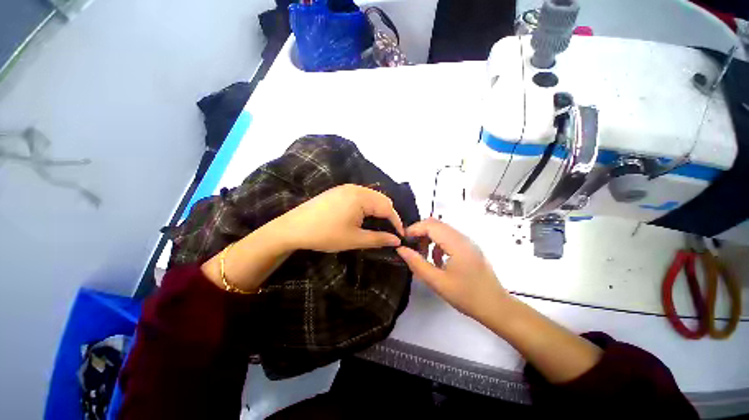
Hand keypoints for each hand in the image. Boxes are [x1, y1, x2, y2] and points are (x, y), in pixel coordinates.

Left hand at [277, 184, 404, 251]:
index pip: (388, 207)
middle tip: (388, 232)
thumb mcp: (355, 239)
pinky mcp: (338, 191)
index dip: (396, 222)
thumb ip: (379, 239)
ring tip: (377, 226)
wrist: (292, 228)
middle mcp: (356, 188)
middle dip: (388, 215)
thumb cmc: (326, 235)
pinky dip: (367, 206)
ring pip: (371, 197)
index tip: (400, 236)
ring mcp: (345, 188)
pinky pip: (360, 196)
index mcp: (362, 197)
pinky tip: (362, 217)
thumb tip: (397, 240)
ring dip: (377, 210)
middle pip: (381, 199)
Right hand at [396, 218, 509, 321]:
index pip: (430, 225)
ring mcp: (467, 242)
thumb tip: (401, 249)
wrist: (496, 307)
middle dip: (419, 232)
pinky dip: (437, 243)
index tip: (402, 240)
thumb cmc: (467, 296)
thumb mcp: (437, 282)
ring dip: (428, 238)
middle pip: (436, 224)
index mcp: (457, 243)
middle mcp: (463, 237)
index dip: (414, 229)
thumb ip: (417, 263)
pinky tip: (436, 260)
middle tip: (409, 247)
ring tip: (421, 254)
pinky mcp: (469, 247)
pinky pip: (448, 238)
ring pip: (442, 230)